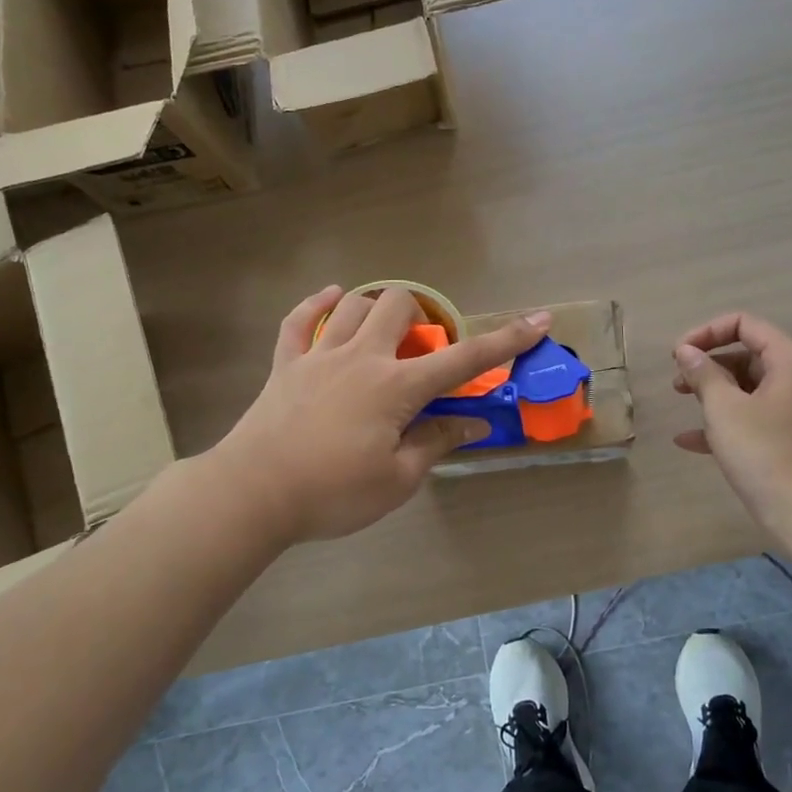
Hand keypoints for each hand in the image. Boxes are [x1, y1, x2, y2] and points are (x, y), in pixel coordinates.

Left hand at [215, 286, 549, 543]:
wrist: (253, 493)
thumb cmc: (333, 492)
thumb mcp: (397, 479)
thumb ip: (436, 443)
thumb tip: (472, 424)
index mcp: (397, 387)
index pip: (464, 359)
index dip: (506, 340)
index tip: (538, 320)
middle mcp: (362, 357)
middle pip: (399, 306)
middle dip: (421, 315)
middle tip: (420, 349)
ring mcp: (319, 355)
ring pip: (354, 305)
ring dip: (376, 308)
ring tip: (383, 331)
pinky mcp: (286, 364)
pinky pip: (300, 319)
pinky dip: (317, 304)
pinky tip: (331, 298)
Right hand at [672, 312, 791, 536]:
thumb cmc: (767, 453)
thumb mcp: (725, 410)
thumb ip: (703, 374)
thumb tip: (686, 351)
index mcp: (791, 359)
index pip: (745, 325)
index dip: (706, 333)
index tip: (676, 355)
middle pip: (748, 355)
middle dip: (708, 365)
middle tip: (678, 383)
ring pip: (750, 389)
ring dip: (714, 394)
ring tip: (682, 405)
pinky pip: (756, 418)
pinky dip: (727, 422)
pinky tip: (690, 441)